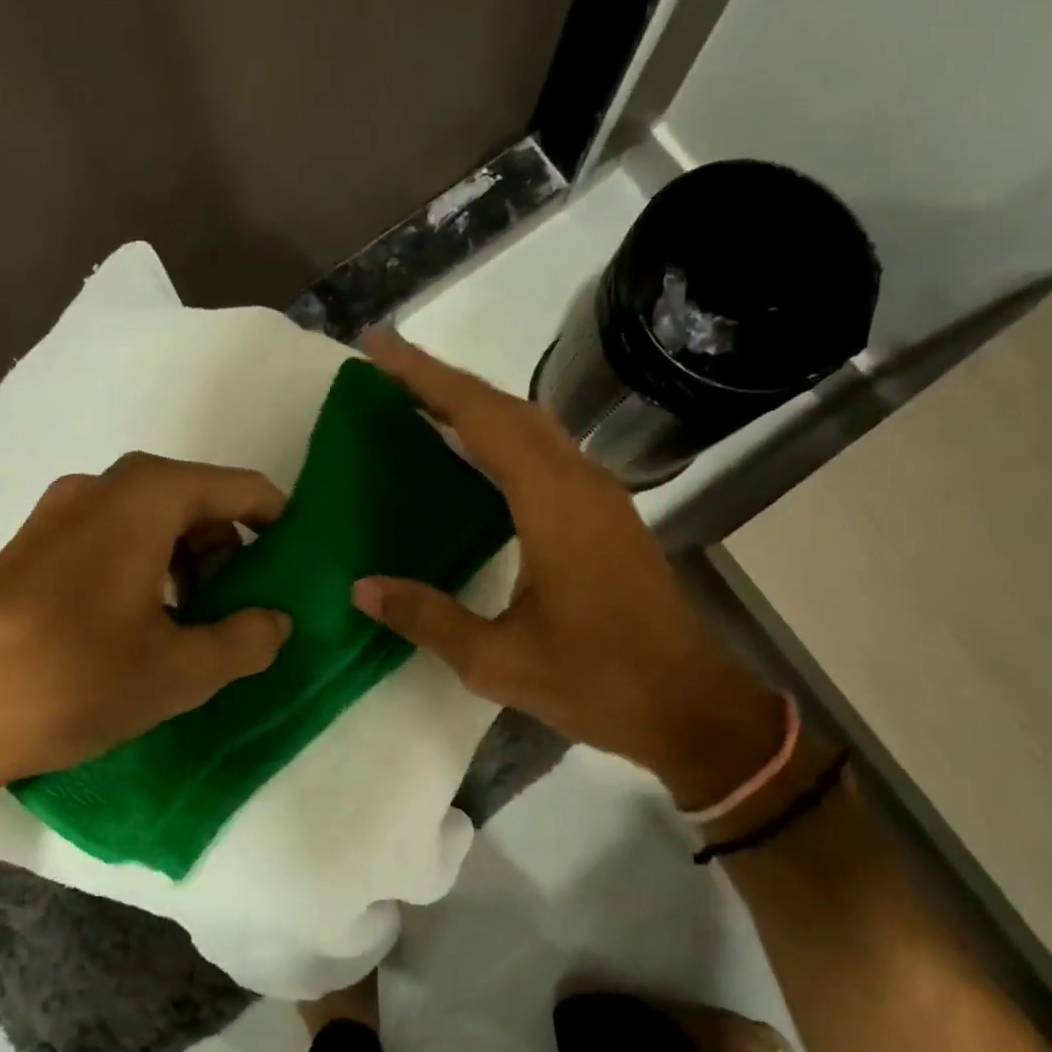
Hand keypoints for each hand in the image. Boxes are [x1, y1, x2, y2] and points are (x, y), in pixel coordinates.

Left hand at [0, 452, 291, 842]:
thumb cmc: (74, 678)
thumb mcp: (180, 670)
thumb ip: (247, 639)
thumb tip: (276, 621)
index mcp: (146, 497)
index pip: (241, 489)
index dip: (279, 523)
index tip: (297, 565)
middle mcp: (101, 488)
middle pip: (195, 503)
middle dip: (230, 552)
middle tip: (243, 609)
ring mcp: (57, 514)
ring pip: (152, 523)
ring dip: (188, 564)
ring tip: (193, 626)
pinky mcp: (31, 548)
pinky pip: (112, 540)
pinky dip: (146, 570)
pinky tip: (141, 627)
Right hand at [352, 331, 785, 807]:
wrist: (690, 706)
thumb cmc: (596, 681)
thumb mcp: (496, 661)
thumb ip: (426, 617)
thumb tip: (361, 587)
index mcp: (553, 503)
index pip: (481, 417)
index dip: (426, 377)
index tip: (379, 346)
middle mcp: (580, 481)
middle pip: (507, 407)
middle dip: (445, 382)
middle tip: (387, 370)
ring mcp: (600, 494)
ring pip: (531, 425)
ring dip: (476, 406)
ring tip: (421, 402)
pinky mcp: (607, 513)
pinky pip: (546, 452)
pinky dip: (503, 436)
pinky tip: (476, 456)